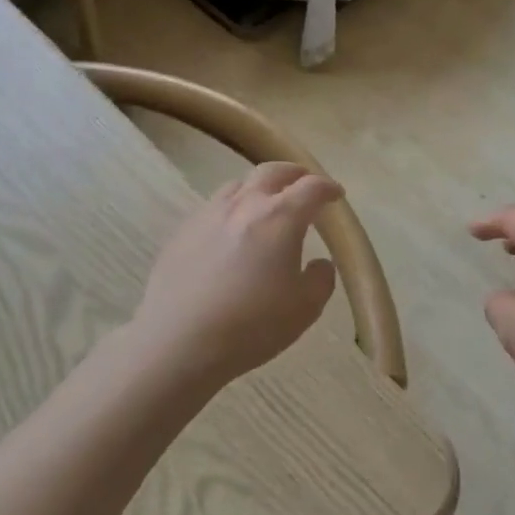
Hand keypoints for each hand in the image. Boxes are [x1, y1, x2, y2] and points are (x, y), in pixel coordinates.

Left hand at [135, 162, 343, 387]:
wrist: (177, 342)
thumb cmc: (251, 325)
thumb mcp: (305, 309)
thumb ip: (321, 279)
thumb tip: (319, 262)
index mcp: (281, 217)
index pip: (312, 188)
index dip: (328, 188)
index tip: (336, 195)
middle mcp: (246, 204)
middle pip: (273, 172)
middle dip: (294, 174)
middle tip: (304, 184)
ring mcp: (210, 214)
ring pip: (239, 185)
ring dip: (260, 188)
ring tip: (265, 205)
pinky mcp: (183, 231)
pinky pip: (214, 207)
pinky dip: (232, 209)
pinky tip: (230, 233)